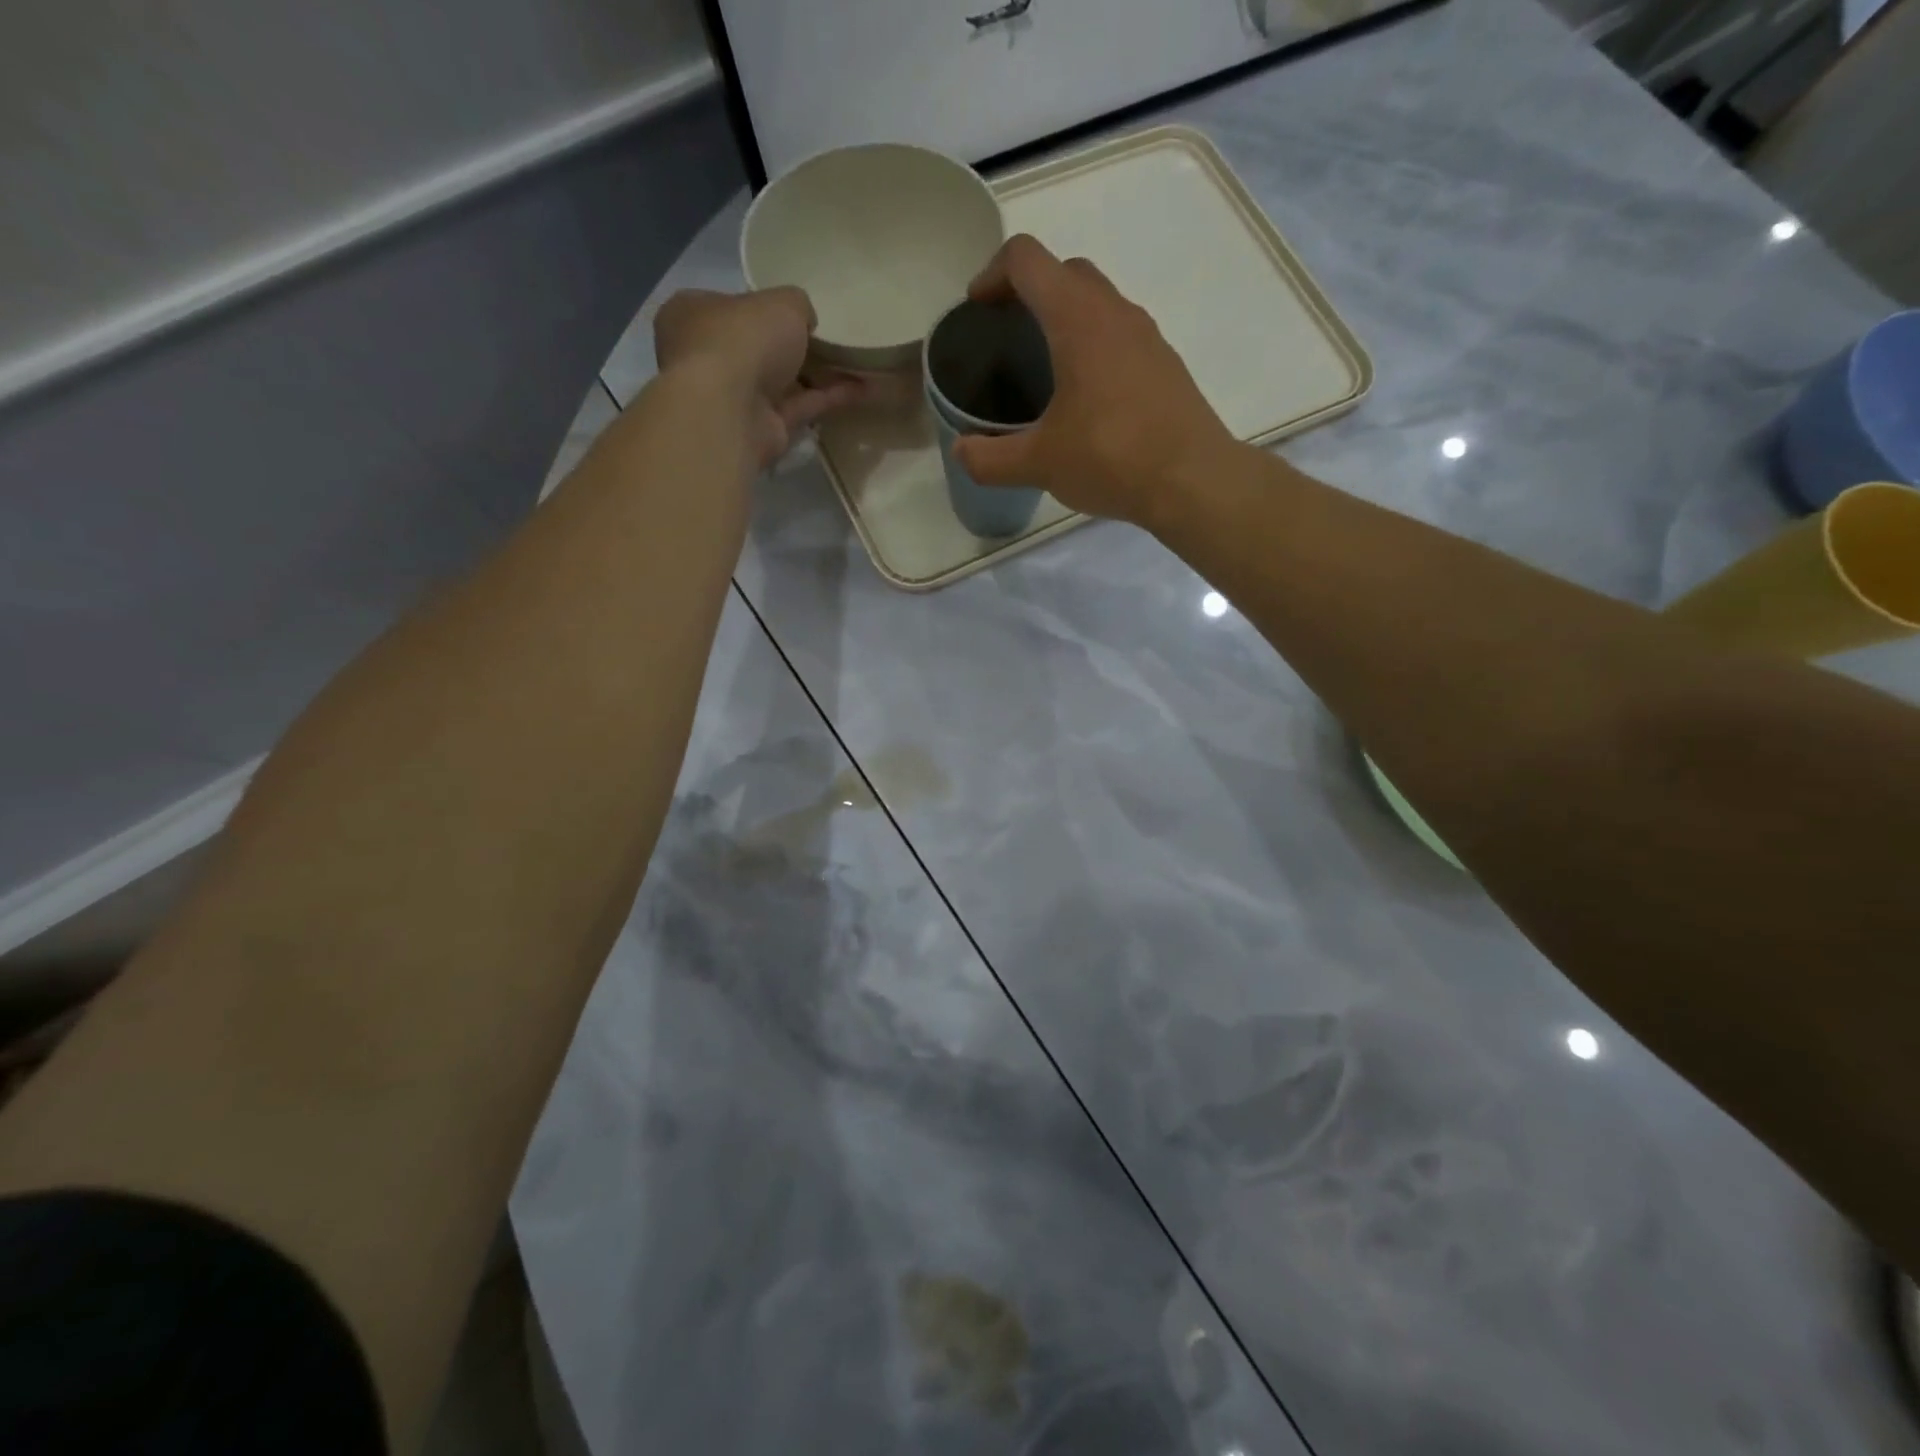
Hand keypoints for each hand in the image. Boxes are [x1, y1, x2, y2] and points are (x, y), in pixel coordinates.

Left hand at [653, 288, 867, 468]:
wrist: (731, 409)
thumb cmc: (743, 338)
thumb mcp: (781, 301)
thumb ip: (797, 305)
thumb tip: (804, 322)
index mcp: (693, 314)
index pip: (728, 306)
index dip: (761, 308)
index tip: (795, 312)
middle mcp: (708, 356)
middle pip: (757, 348)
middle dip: (793, 347)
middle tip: (832, 340)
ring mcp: (734, 397)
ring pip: (784, 382)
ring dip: (821, 375)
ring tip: (860, 365)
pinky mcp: (762, 430)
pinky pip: (801, 408)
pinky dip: (830, 399)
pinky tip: (865, 390)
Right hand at [954, 236, 1239, 532]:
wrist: (1193, 480)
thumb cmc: (1111, 458)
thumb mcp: (1038, 463)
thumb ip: (990, 458)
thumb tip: (961, 452)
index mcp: (1077, 319)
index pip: (1027, 259)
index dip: (993, 273)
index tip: (977, 309)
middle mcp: (1115, 312)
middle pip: (1065, 271)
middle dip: (1030, 290)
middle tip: (1007, 334)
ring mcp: (1147, 336)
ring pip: (1098, 301)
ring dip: (1065, 316)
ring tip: (1043, 365)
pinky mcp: (1165, 364)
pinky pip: (1120, 334)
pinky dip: (1094, 343)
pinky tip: (1085, 395)